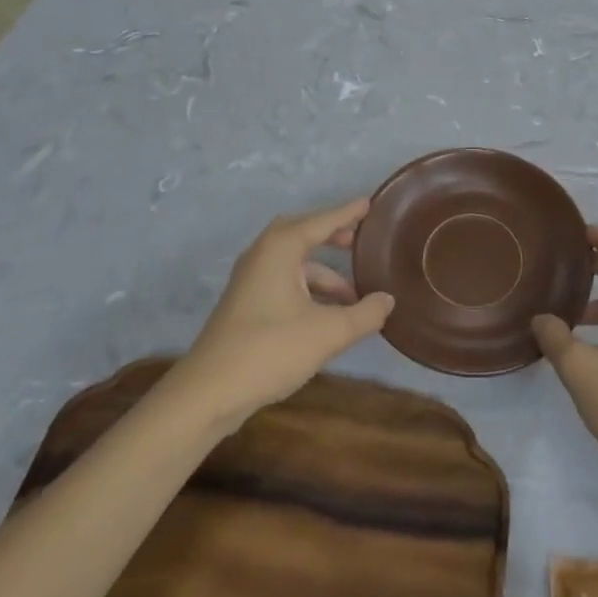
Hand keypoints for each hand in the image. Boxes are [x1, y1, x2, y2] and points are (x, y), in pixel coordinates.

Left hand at [175, 199, 393, 432]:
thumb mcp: (328, 333)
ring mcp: (250, 280)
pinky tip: (328, 314)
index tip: (369, 203)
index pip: (321, 221)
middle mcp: (263, 255)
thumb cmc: (270, 350)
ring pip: (294, 263)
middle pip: (302, 234)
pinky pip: (284, 281)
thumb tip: (388, 300)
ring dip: (324, 273)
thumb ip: (364, 314)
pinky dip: (309, 289)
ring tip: (355, 295)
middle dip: (331, 236)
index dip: (347, 213)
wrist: (208, 393)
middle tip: (359, 240)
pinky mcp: (246, 304)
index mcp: (280, 249)